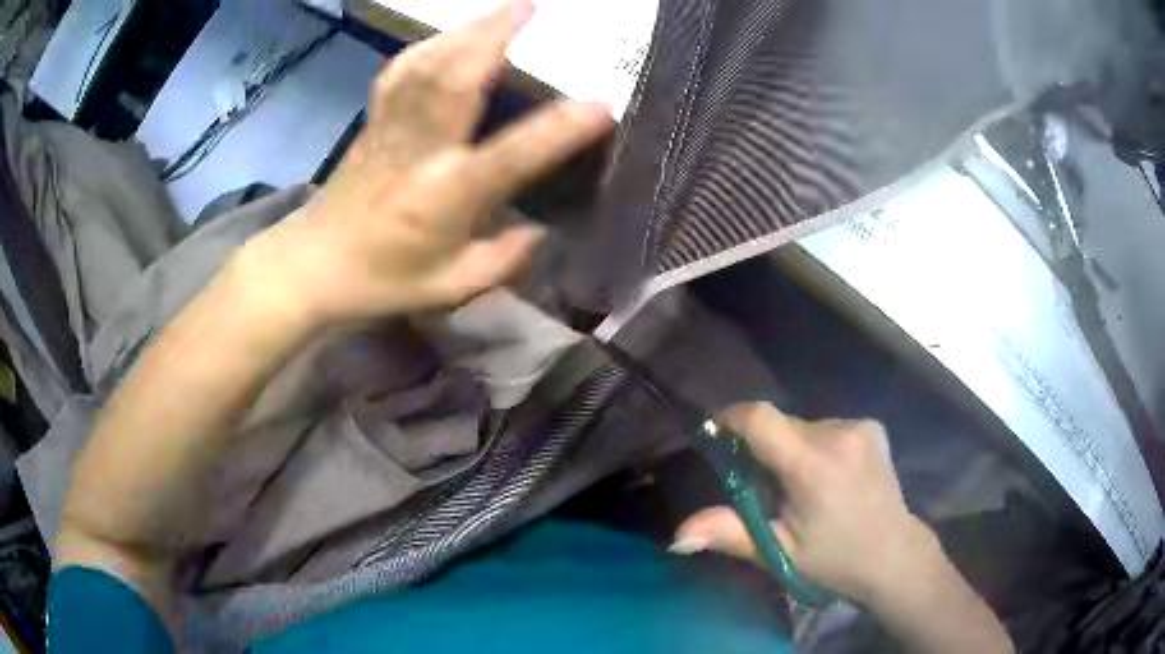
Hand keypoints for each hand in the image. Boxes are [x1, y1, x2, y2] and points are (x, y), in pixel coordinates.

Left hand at [236, 0, 612, 327]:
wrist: (312, 266)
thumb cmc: (381, 280)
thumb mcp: (450, 288)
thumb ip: (502, 261)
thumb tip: (541, 232)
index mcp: (447, 196)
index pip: (512, 156)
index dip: (560, 130)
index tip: (601, 106)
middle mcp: (421, 151)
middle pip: (458, 78)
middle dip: (495, 34)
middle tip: (530, 6)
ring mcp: (392, 129)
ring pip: (429, 64)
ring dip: (465, 30)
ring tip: (499, 10)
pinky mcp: (374, 122)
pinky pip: (401, 71)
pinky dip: (428, 45)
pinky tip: (447, 36)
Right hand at [674, 402, 941, 604]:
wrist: (894, 555)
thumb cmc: (834, 561)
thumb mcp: (780, 553)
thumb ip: (730, 534)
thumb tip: (677, 537)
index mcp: (813, 466)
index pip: (762, 419)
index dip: (731, 418)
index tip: (715, 434)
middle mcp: (839, 434)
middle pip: (781, 425)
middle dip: (764, 448)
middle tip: (765, 488)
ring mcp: (860, 427)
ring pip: (804, 427)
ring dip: (792, 449)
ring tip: (802, 488)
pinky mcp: (871, 427)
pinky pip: (827, 428)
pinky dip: (816, 446)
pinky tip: (829, 477)